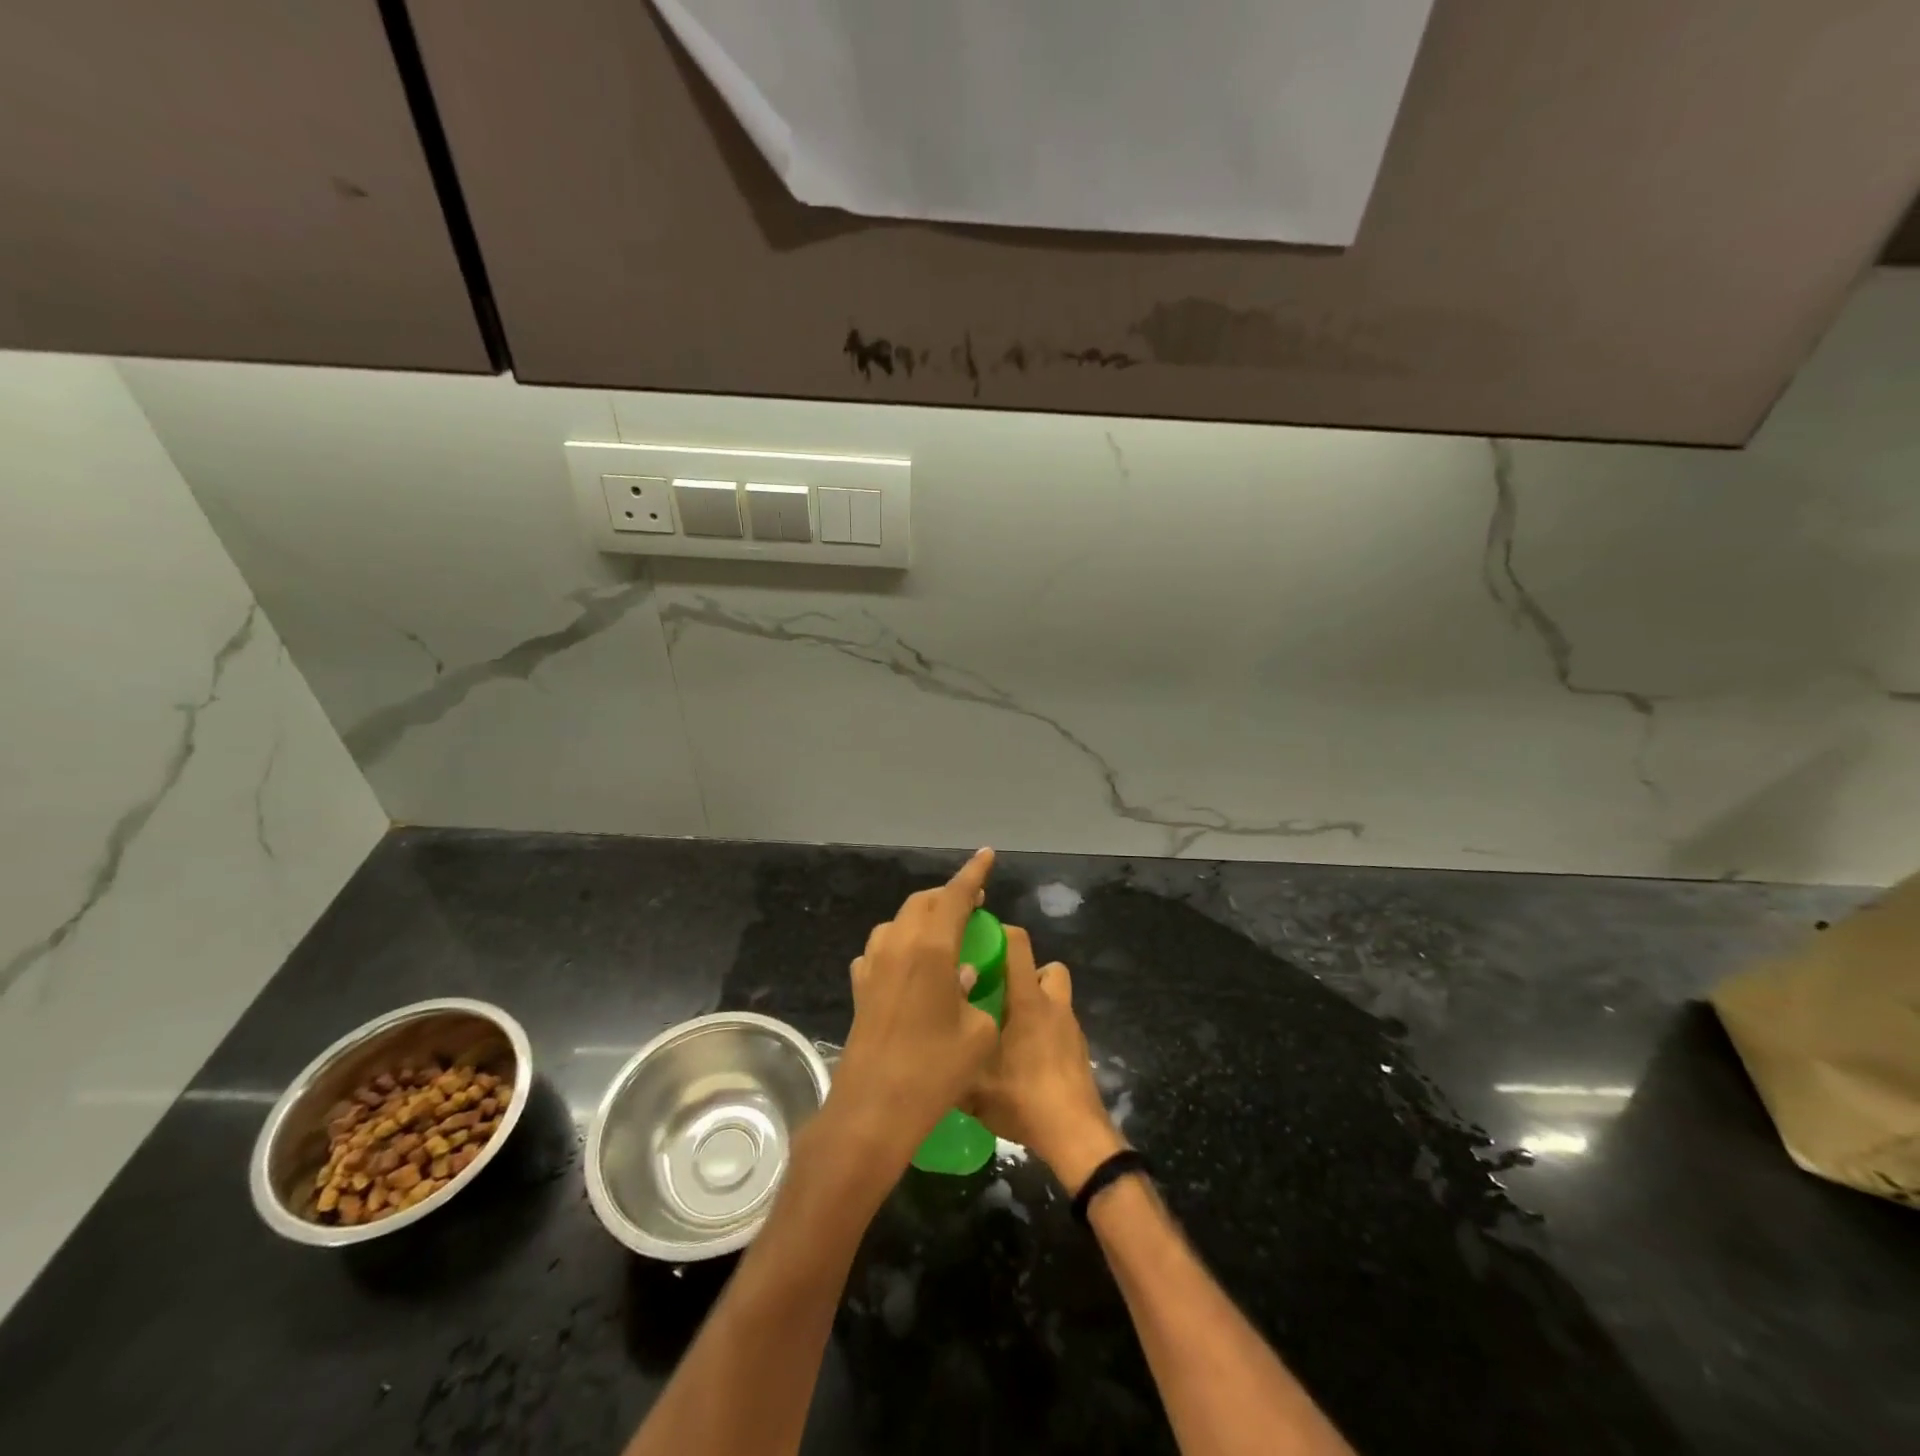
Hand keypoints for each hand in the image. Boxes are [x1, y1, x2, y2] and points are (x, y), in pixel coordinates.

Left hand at [826, 848, 1001, 1168]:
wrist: (873, 1110)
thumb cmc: (934, 1072)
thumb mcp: (977, 1033)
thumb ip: (976, 993)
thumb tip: (962, 974)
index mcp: (931, 948)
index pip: (955, 896)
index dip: (973, 873)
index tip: (987, 855)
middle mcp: (898, 946)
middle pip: (923, 902)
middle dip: (948, 896)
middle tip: (973, 905)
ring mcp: (873, 965)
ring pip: (898, 922)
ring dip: (922, 918)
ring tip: (943, 934)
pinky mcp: (859, 988)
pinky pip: (880, 950)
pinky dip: (899, 946)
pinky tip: (908, 967)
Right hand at [964, 926, 1125, 1194]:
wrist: (1075, 1135)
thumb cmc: (1024, 1098)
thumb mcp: (973, 1085)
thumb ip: (952, 1059)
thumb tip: (924, 1045)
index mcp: (1028, 1000)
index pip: (1018, 944)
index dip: (1000, 933)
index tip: (977, 941)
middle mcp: (1053, 1005)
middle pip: (1045, 967)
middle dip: (1024, 972)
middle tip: (996, 992)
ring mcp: (1070, 1028)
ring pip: (1055, 997)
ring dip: (1035, 1002)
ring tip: (1007, 1027)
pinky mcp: (1078, 1051)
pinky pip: (1059, 1025)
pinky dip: (1044, 1030)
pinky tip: (1024, 1058)